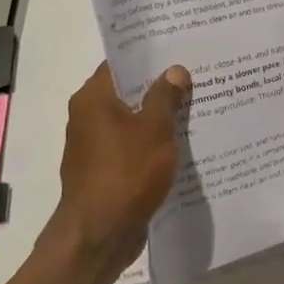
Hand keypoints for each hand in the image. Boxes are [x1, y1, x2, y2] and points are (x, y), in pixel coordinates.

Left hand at [49, 61, 189, 268]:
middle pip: (127, 92)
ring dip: (158, 116)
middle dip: (159, 86)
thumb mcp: (155, 129)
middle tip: (196, 75)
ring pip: (131, 121)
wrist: (100, 234)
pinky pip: (132, 146)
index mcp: (93, 99)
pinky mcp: (105, 171)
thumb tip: (174, 70)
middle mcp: (87, 117)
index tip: (178, 49)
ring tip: (196, 106)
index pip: (120, 64)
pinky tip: (181, 143)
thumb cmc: (126, 172)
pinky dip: (152, 142)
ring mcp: (94, 146)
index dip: (148, 56)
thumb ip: (165, 97)